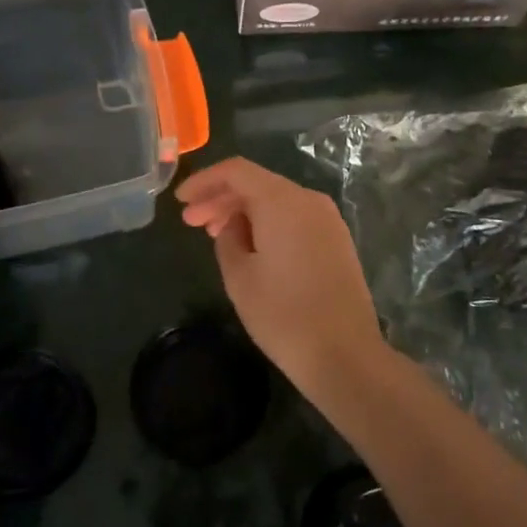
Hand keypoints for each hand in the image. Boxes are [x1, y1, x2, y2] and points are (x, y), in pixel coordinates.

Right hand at [175, 157, 385, 400]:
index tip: (181, 201)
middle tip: (191, 222)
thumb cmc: (284, 315)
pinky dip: (268, 223)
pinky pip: (294, 217)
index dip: (204, 180)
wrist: (346, 355)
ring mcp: (327, 218)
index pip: (236, 171)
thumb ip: (228, 239)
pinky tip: (250, 246)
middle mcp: (308, 199)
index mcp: (282, 201)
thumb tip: (233, 225)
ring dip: (243, 211)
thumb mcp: (240, 278)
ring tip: (216, 236)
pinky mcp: (336, 239)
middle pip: (257, 184)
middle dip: (221, 198)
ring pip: (276, 200)